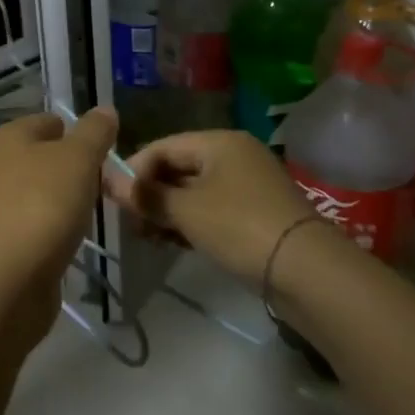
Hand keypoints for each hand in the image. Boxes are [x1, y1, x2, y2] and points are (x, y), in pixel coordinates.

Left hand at [0, 109, 118, 291]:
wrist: (4, 279)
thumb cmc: (42, 204)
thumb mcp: (77, 158)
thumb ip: (94, 133)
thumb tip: (105, 110)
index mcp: (8, 138)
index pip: (48, 122)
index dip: (78, 132)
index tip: (106, 153)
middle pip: (43, 160)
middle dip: (74, 171)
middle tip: (107, 185)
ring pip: (40, 195)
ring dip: (65, 204)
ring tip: (94, 215)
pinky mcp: (2, 245)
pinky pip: (36, 228)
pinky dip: (54, 232)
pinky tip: (71, 242)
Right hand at [104, 130, 317, 287]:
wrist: (307, 271)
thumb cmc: (239, 227)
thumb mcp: (185, 210)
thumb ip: (145, 195)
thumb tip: (108, 180)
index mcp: (219, 142)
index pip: (162, 147)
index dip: (133, 170)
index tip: (113, 199)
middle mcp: (235, 155)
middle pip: (179, 167)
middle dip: (150, 193)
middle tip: (129, 222)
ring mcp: (249, 185)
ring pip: (195, 191)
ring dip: (168, 211)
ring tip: (146, 236)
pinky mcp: (257, 213)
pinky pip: (212, 209)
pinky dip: (191, 222)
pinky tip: (173, 242)